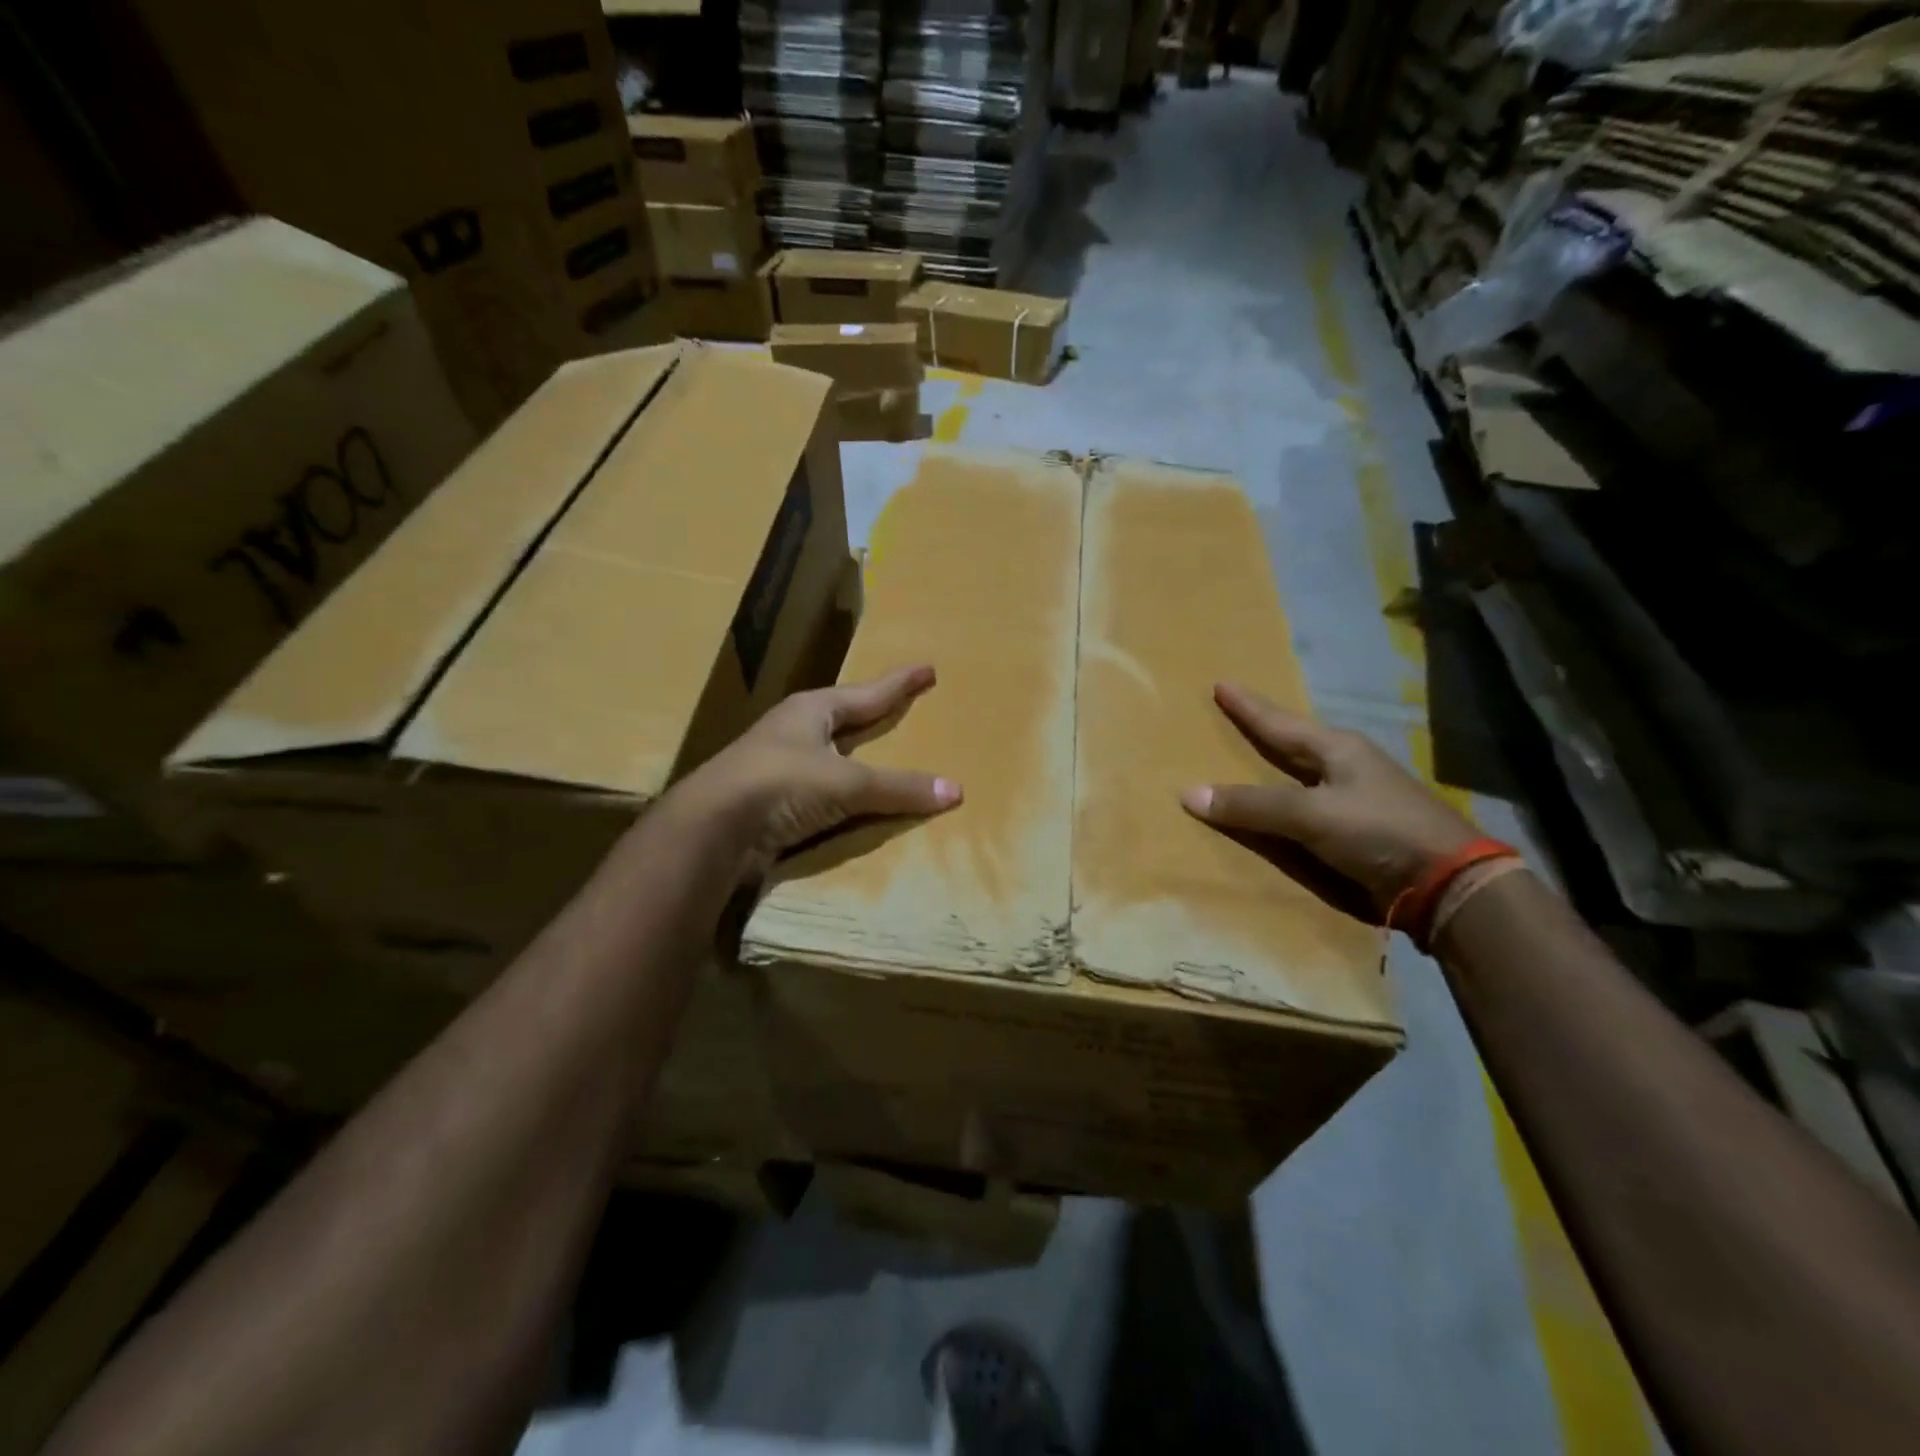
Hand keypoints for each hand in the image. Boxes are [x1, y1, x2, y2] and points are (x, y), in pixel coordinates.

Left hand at [684, 664, 960, 874]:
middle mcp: (793, 731)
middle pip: (844, 717)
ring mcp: (777, 766)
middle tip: (900, 704)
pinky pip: (819, 791)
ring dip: (854, 755)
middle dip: (871, 712)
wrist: (710, 829)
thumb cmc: (780, 784)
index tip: (927, 669)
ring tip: (878, 752)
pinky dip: (841, 793)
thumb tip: (956, 791)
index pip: (867, 694)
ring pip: (828, 754)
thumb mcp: (847, 784)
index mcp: (811, 711)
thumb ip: (899, 788)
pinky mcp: (768, 801)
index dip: (899, 684)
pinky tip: (851, 801)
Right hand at [1180, 682, 1475, 916]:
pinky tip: (1279, 802)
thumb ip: (1252, 805)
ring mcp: (1358, 795)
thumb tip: (1188, 793)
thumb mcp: (1310, 815)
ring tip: (1251, 754)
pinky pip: (1309, 802)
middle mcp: (1347, 764)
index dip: (1247, 706)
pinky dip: (1286, 798)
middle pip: (1294, 740)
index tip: (1220, 684)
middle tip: (1233, 714)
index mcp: (1337, 749)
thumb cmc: (1378, 831)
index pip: (1278, 722)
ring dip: (1276, 763)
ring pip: (1303, 771)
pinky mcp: (1361, 826)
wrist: (1448, 883)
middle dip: (1264, 728)